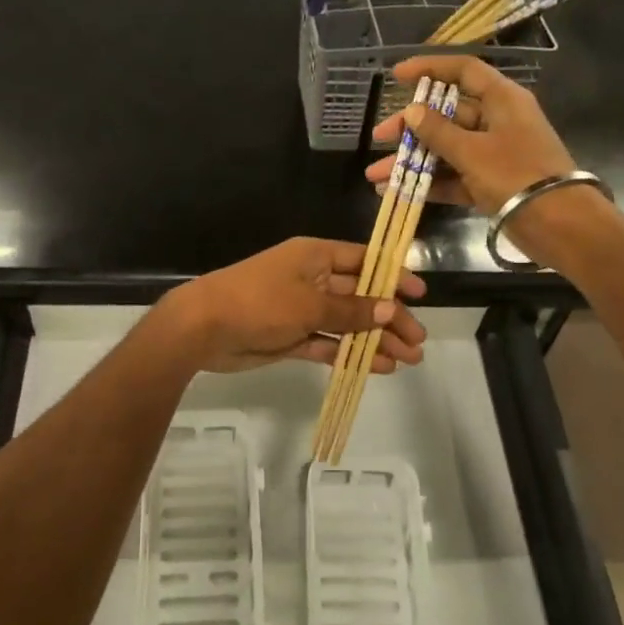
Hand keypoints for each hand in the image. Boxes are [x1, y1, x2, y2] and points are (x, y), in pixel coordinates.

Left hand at [153, 237, 427, 374]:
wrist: (203, 327)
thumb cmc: (259, 302)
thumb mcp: (310, 304)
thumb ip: (351, 311)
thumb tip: (390, 309)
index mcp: (315, 256)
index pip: (363, 261)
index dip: (392, 276)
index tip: (420, 294)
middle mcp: (311, 279)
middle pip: (359, 296)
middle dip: (389, 318)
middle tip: (418, 341)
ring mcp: (301, 310)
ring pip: (347, 324)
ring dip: (375, 340)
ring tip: (407, 361)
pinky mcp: (291, 337)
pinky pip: (328, 344)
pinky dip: (350, 355)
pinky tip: (377, 368)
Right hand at [364, 56, 576, 212]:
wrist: (558, 224)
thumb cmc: (516, 175)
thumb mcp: (472, 151)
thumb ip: (438, 131)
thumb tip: (412, 110)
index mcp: (502, 100)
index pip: (463, 70)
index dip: (430, 68)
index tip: (397, 76)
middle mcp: (497, 121)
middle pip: (447, 114)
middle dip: (411, 126)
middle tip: (379, 136)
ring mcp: (493, 154)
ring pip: (446, 149)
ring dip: (412, 160)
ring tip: (376, 176)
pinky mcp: (490, 183)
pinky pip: (453, 176)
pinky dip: (428, 183)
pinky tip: (396, 192)